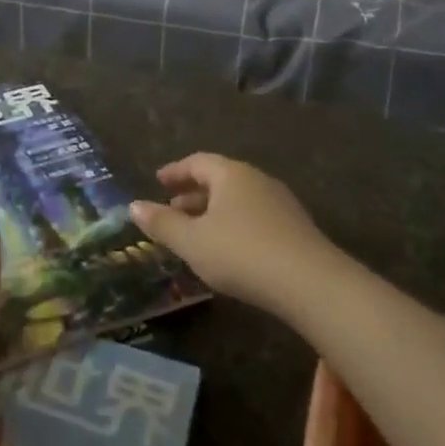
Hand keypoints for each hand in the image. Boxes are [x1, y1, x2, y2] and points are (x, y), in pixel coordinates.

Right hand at [130, 154, 335, 317]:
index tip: (158, 181)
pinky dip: (234, 224)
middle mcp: (256, 179)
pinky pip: (255, 216)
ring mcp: (280, 202)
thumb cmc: (242, 254)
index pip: (197, 162)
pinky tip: (229, 248)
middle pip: (219, 179)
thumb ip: (162, 224)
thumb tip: (134, 206)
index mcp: (230, 174)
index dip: (175, 172)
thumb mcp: (193, 242)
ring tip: (197, 232)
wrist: (310, 282)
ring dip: (214, 211)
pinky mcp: (296, 227)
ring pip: (238, 199)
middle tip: (172, 209)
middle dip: (193, 193)